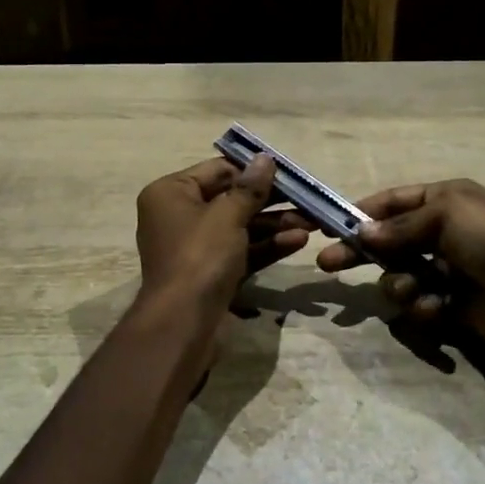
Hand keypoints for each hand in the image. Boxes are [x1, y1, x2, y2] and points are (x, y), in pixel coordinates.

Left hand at [135, 156, 312, 308]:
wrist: (183, 325)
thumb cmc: (200, 257)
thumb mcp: (227, 216)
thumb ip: (249, 188)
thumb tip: (265, 158)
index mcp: (171, 193)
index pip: (217, 170)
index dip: (253, 170)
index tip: (288, 171)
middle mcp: (179, 216)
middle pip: (231, 199)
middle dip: (271, 200)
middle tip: (307, 198)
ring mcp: (196, 247)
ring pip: (240, 227)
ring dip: (275, 224)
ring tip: (313, 221)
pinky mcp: (211, 273)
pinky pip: (241, 251)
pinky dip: (267, 246)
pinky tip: (299, 242)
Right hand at [315, 179, 484, 360]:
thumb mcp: (445, 217)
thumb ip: (398, 227)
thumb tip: (360, 235)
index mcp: (445, 200)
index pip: (392, 202)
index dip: (360, 213)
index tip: (328, 227)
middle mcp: (444, 232)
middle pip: (388, 241)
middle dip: (361, 254)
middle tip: (327, 266)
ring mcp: (448, 270)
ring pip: (400, 276)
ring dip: (401, 284)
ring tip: (416, 291)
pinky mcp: (452, 304)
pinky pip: (420, 303)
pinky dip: (425, 306)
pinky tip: (440, 309)